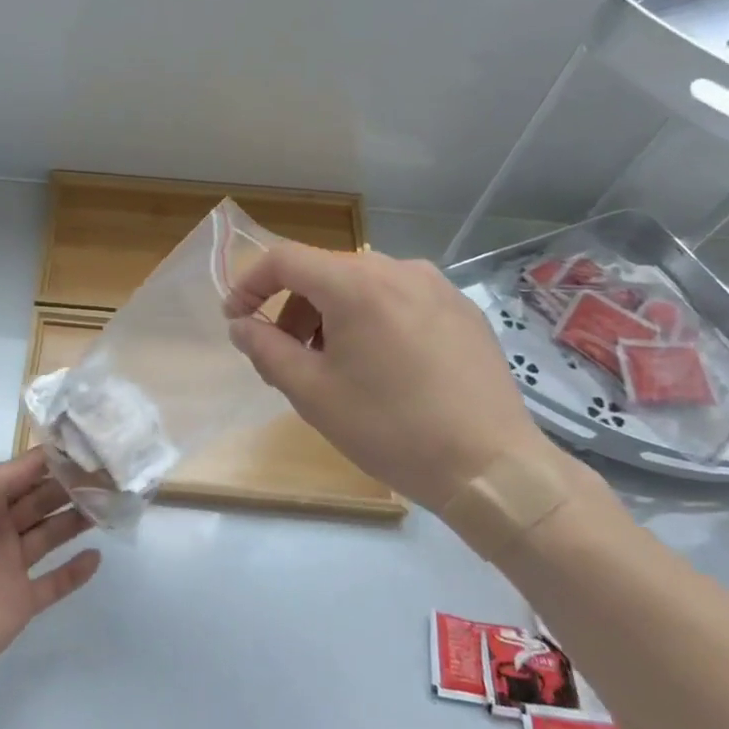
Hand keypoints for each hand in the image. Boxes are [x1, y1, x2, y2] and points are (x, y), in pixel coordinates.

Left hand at [0, 449, 100, 695]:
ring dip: (77, 521)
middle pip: (42, 502)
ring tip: (109, 507)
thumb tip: (40, 458)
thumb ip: (0, 476)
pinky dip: (76, 571)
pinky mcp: (22, 601)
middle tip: (107, 477)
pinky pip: (55, 582)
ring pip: (52, 535)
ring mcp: (11, 566)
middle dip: (70, 488)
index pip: (24, 475)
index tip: (86, 451)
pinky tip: (96, 557)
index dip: (52, 463)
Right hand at [223, 245, 554, 510]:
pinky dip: (370, 321)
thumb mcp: (312, 393)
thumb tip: (241, 325)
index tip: (235, 319)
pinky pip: (398, 300)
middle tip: (284, 357)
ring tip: (333, 367)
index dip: (250, 284)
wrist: (493, 468)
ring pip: (361, 286)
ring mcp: (436, 286)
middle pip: (324, 272)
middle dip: (292, 309)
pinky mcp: (461, 310)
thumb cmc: (391, 428)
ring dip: (331, 316)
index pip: (284, 260)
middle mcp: (398, 269)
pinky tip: (381, 368)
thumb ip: (265, 349)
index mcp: (357, 284)